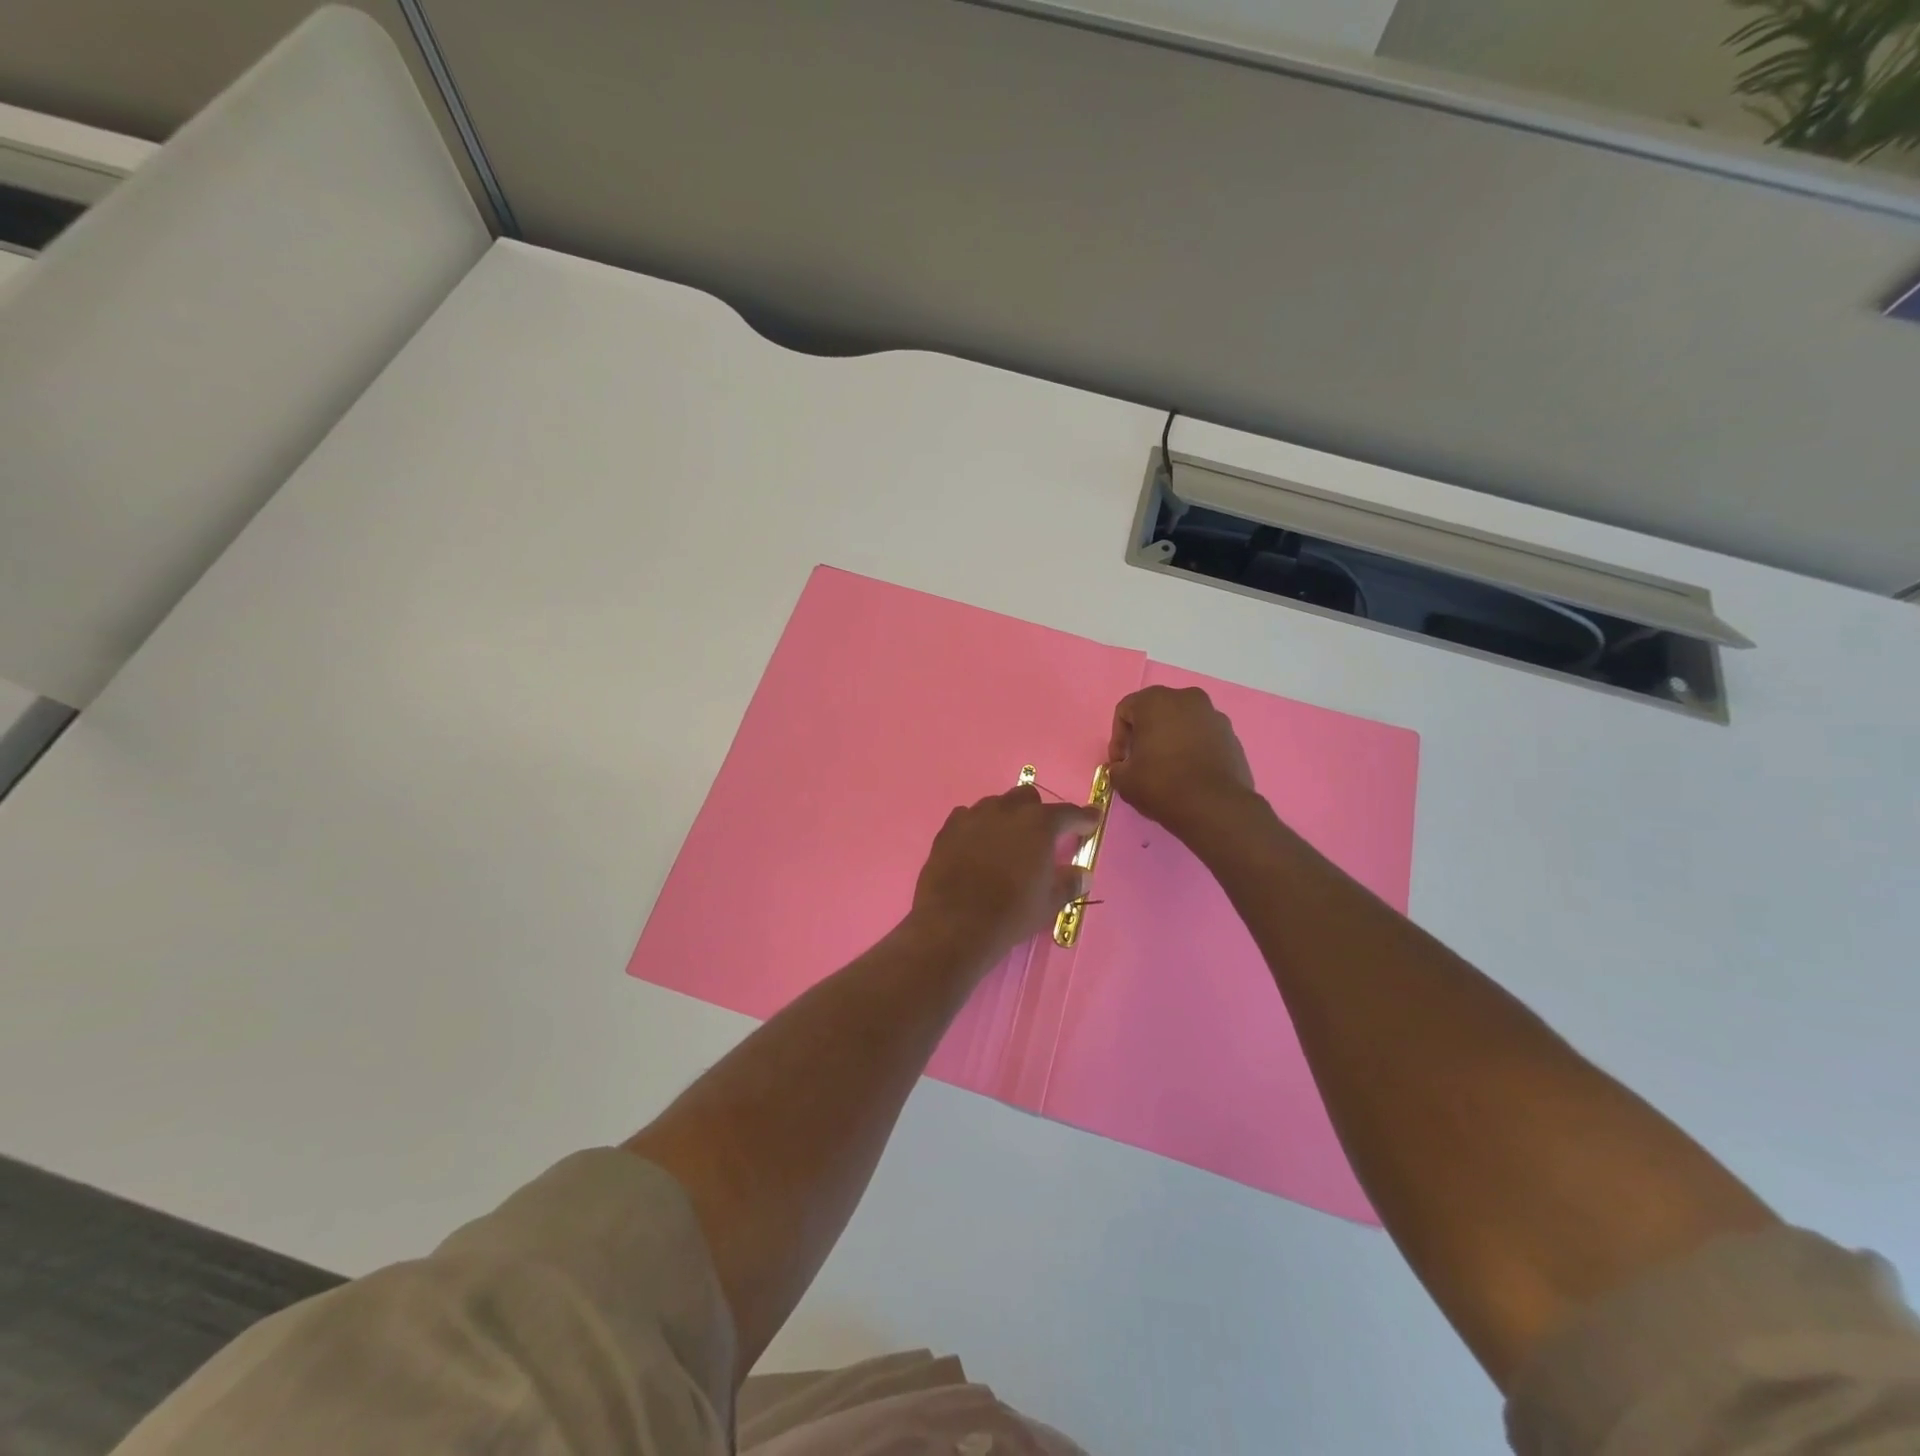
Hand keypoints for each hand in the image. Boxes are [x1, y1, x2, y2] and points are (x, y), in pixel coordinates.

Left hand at [909, 787, 1098, 963]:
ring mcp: (974, 816)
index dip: (1084, 817)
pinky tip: (976, 844)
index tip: (1092, 819)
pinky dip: (977, 826)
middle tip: (1041, 836)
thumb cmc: (1011, 913)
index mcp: (1039, 825)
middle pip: (1028, 798)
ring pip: (996, 804)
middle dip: (1038, 812)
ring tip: (1006, 841)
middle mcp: (1007, 811)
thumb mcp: (1049, 903)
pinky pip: (967, 817)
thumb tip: (1083, 874)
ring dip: (1006, 817)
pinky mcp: (948, 828)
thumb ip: (1069, 883)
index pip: (1069, 813)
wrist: (955, 925)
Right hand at [1107, 685, 1256, 839]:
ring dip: (1171, 740)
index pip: (1125, 711)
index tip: (1120, 763)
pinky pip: (1204, 737)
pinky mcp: (1232, 736)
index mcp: (1156, 700)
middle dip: (1146, 735)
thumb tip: (1124, 767)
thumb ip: (1117, 767)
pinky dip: (1194, 749)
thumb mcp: (1123, 780)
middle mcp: (1187, 698)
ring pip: (1183, 723)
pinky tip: (1190, 774)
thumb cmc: (1161, 784)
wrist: (1214, 807)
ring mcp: (1214, 715)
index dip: (1118, 738)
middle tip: (1141, 762)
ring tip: (1168, 769)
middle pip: (1156, 712)